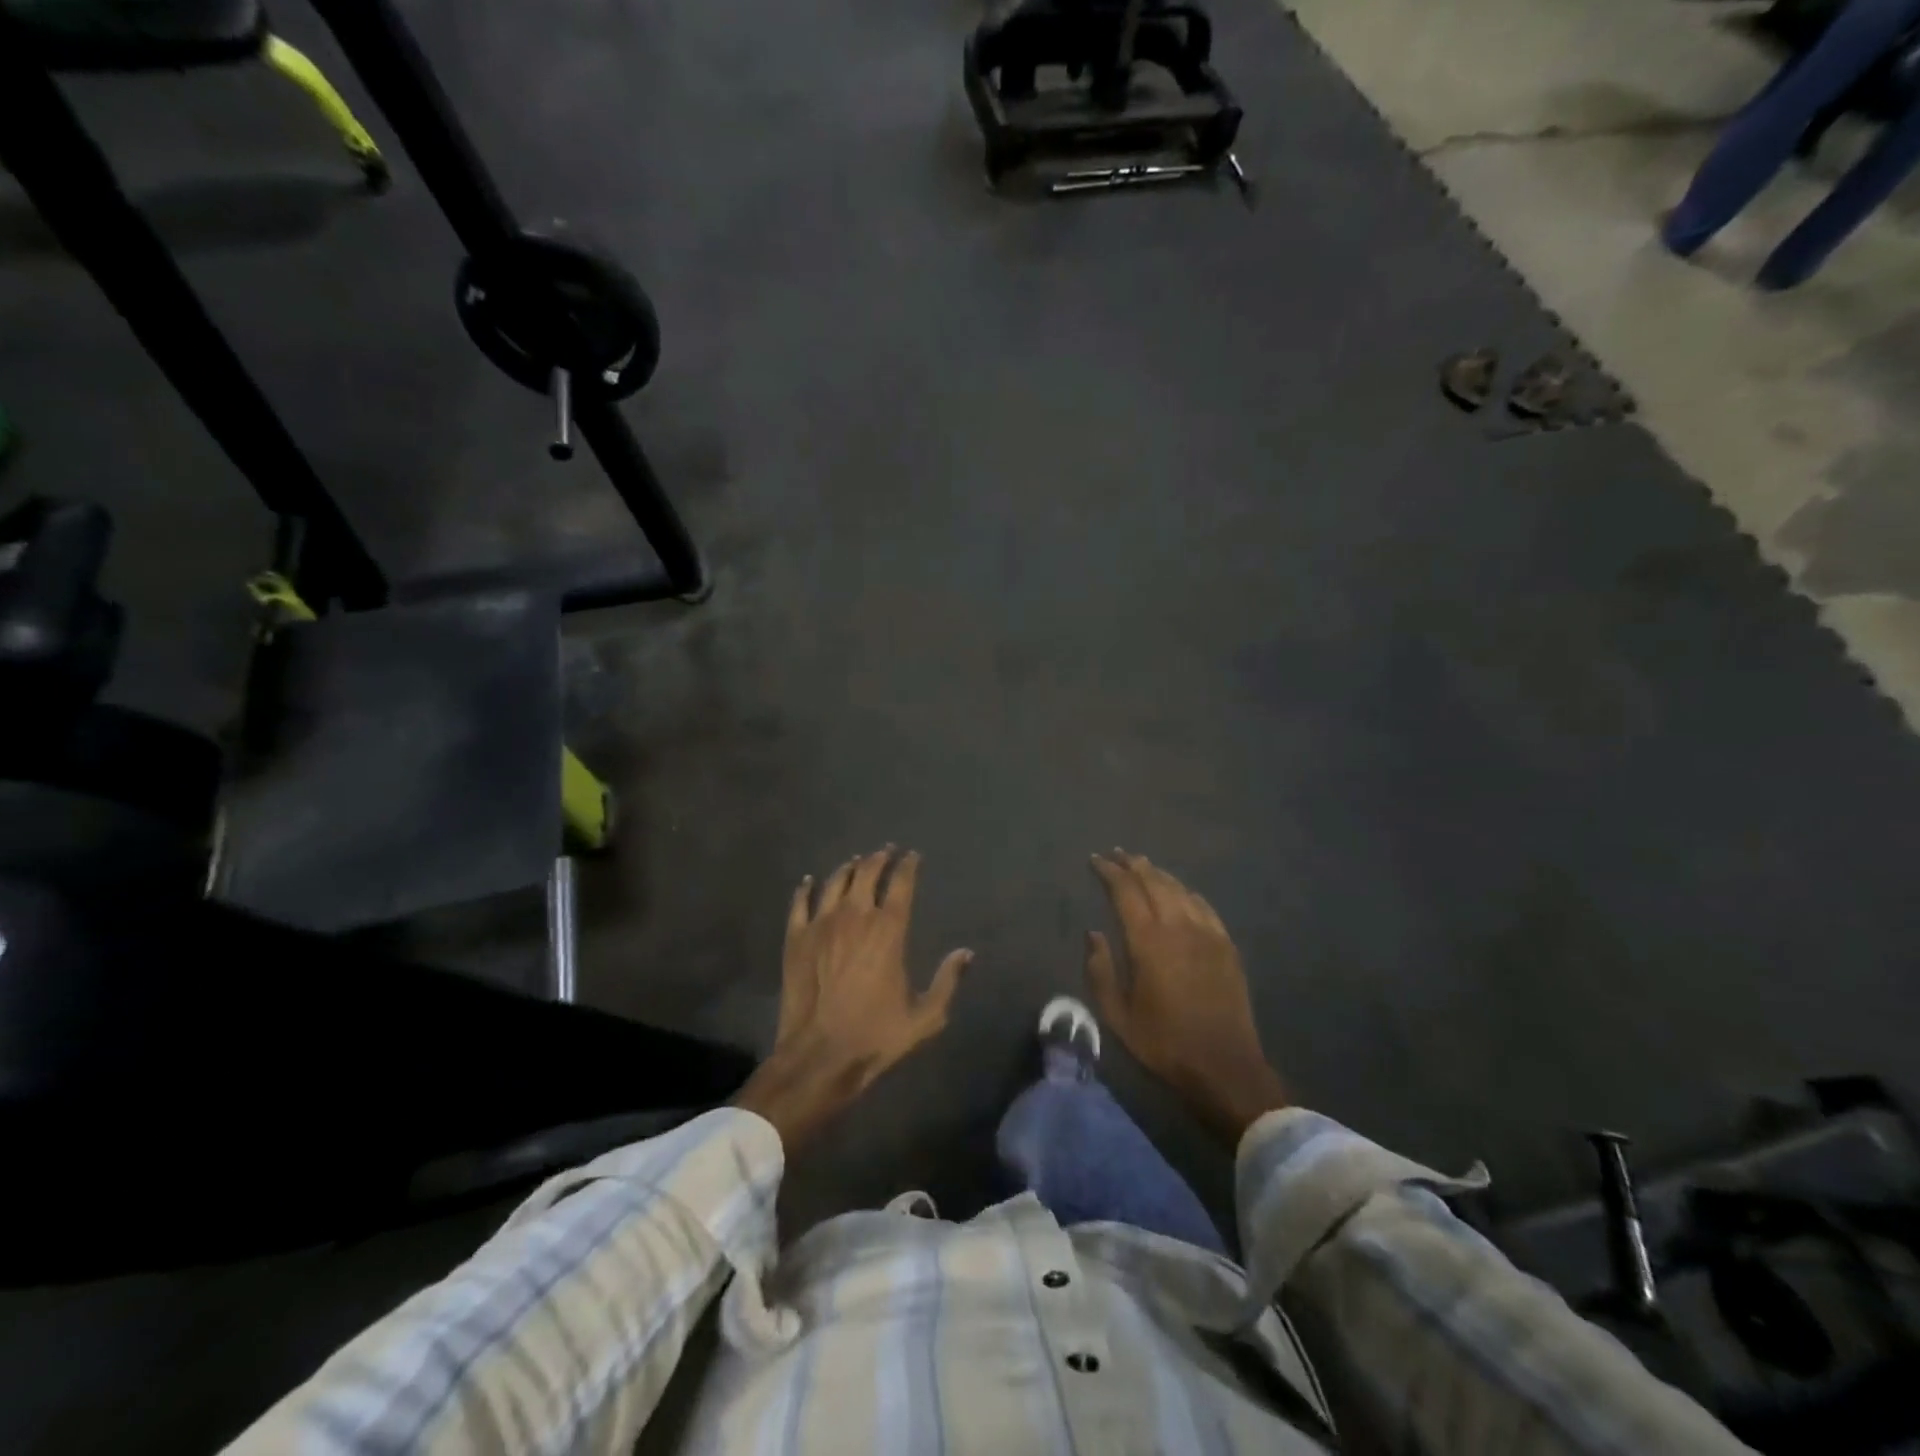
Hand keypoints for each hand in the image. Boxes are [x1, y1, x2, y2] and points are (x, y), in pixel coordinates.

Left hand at [735, 847, 972, 1150]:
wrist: (819, 1056)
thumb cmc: (876, 1036)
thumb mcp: (925, 1017)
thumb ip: (947, 981)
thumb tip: (966, 953)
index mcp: (889, 930)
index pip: (901, 884)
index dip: (908, 866)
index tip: (912, 856)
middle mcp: (855, 916)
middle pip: (867, 873)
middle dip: (879, 858)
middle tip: (886, 851)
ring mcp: (821, 924)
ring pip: (835, 881)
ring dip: (848, 868)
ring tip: (855, 862)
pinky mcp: (795, 938)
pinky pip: (799, 902)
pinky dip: (806, 888)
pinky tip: (809, 880)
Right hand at [1086, 850, 1288, 1147]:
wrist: (1225, 1067)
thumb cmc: (1164, 1043)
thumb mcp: (1117, 1016)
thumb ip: (1100, 971)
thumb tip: (1093, 934)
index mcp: (1148, 941)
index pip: (1125, 892)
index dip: (1109, 872)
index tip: (1096, 859)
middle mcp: (1178, 927)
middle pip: (1153, 882)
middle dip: (1132, 865)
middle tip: (1117, 853)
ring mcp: (1207, 934)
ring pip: (1179, 890)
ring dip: (1158, 874)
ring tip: (1143, 864)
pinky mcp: (1226, 946)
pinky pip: (1204, 906)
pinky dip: (1187, 892)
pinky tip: (1180, 891)